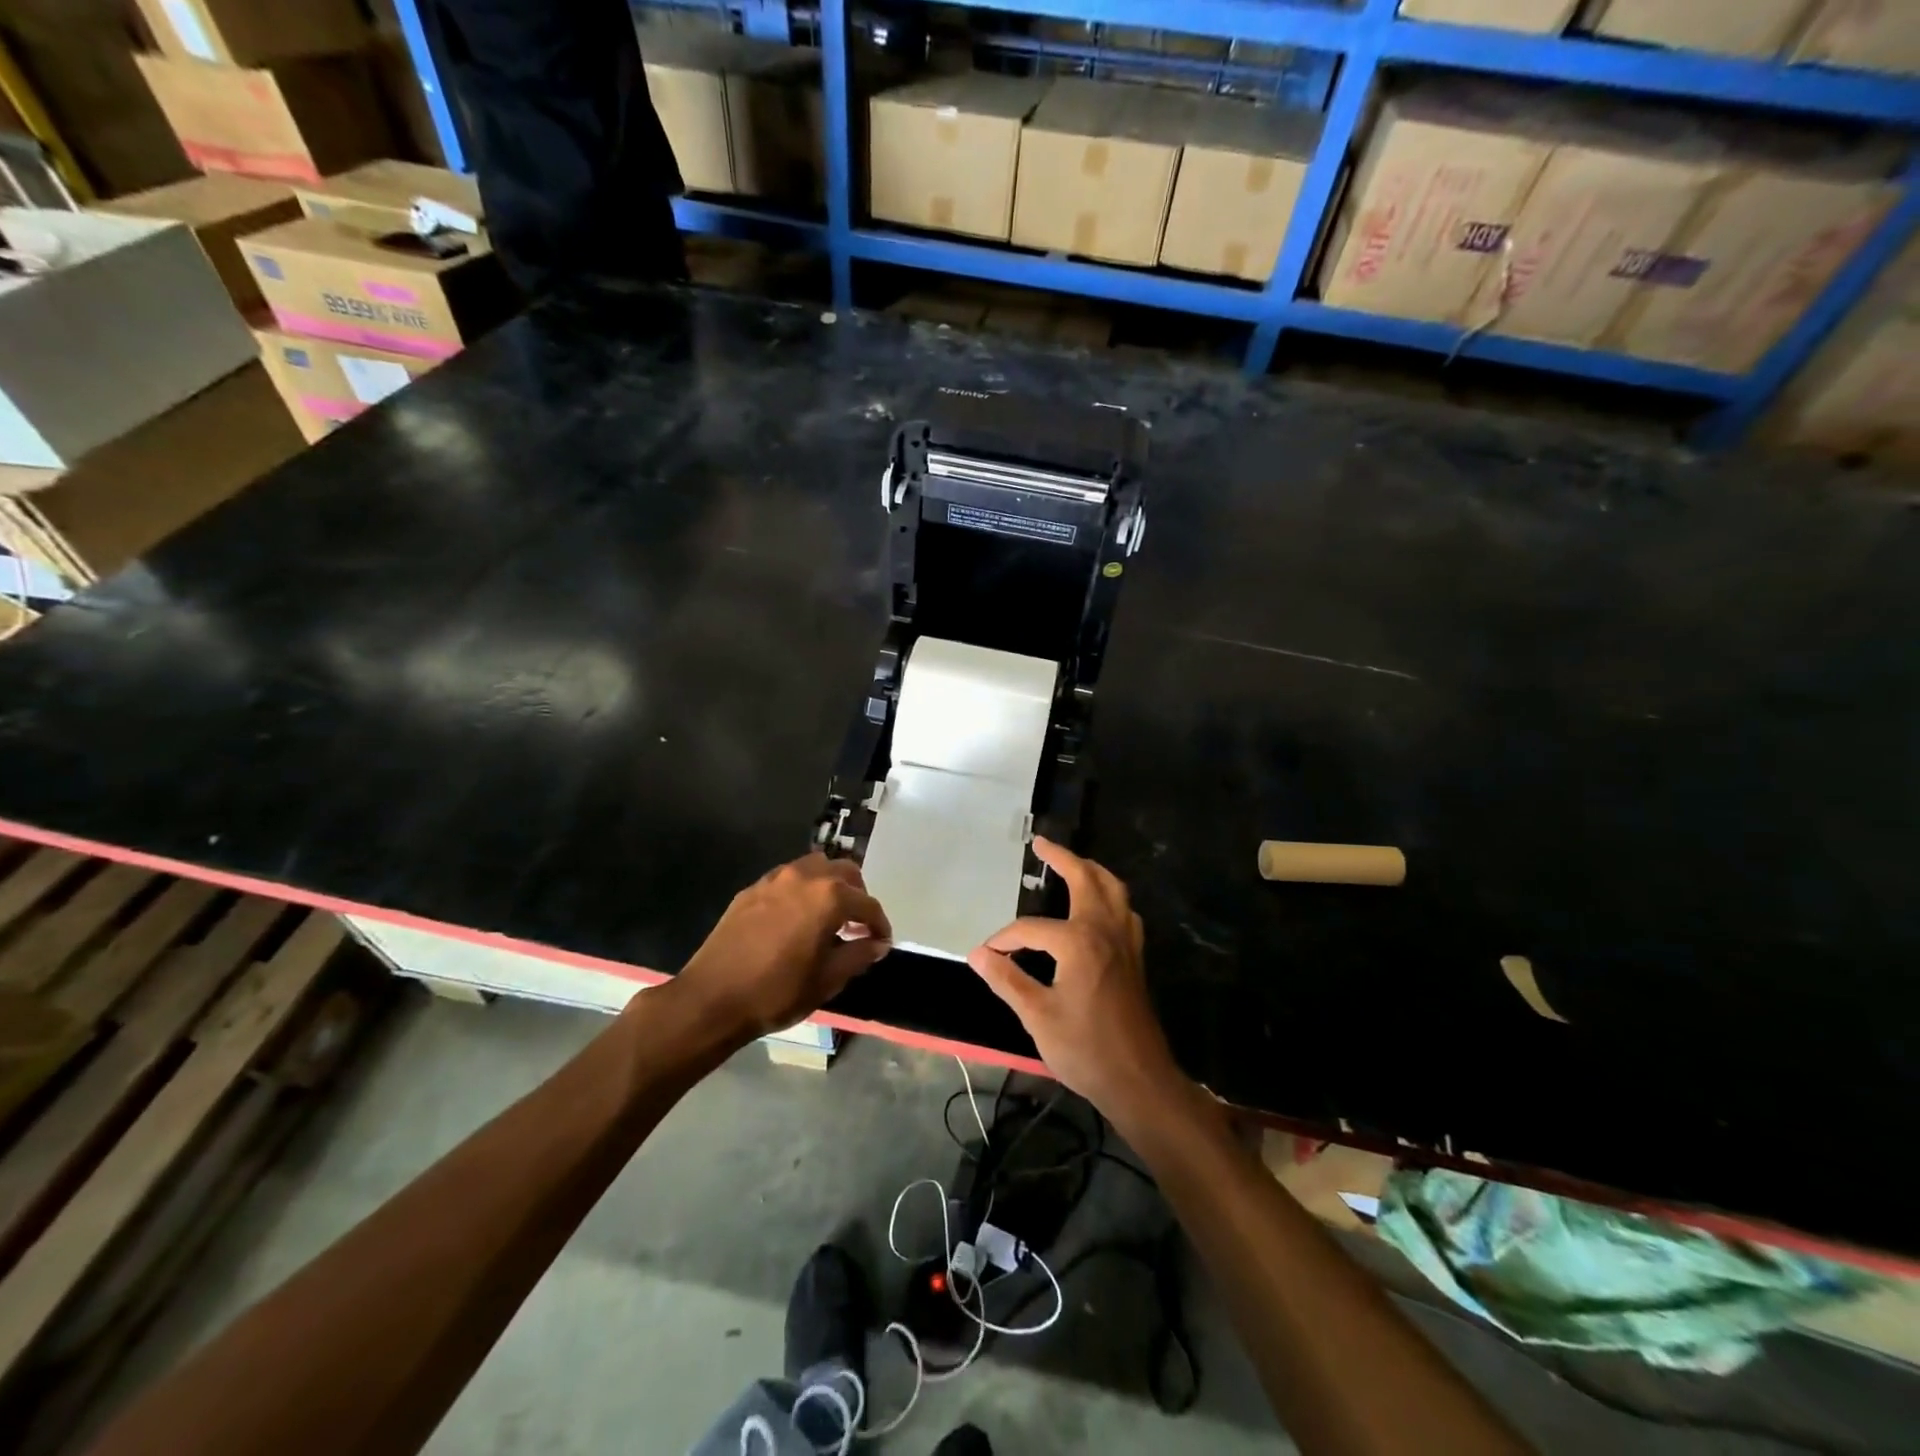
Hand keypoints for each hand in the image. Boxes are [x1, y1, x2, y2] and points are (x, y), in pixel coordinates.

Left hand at [677, 854, 891, 1038]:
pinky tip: (797, 918)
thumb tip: (877, 943)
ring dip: (830, 886)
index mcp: (830, 897)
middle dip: (858, 896)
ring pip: (816, 867)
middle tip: (857, 925)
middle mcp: (805, 876)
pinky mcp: (753, 889)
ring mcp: (775, 879)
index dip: (880, 925)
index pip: (868, 904)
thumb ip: (858, 954)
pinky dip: (802, 890)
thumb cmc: (778, 991)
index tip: (882, 943)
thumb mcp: (827, 979)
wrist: (712, 998)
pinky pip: (788, 879)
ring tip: (828, 916)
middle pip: (845, 872)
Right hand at [968, 838, 1183, 1125]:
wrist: (1139, 1080)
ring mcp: (1126, 941)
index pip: (1030, 928)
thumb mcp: (1037, 1016)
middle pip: (1085, 879)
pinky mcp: (1135, 956)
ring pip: (1113, 889)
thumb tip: (977, 954)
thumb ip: (1007, 980)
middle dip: (1062, 858)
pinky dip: (1110, 896)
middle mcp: (1105, 930)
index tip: (986, 954)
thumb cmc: (1085, 1049)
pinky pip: (1124, 910)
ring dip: (1092, 870)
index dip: (1005, 939)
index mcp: (1079, 941)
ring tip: (1072, 863)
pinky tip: (1099, 906)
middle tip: (1041, 844)